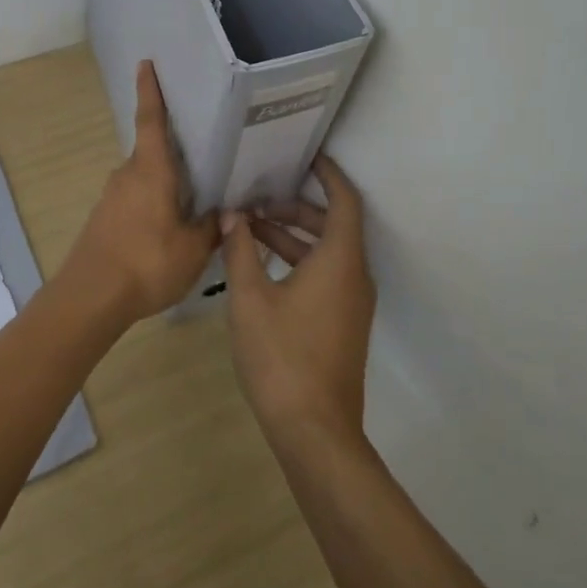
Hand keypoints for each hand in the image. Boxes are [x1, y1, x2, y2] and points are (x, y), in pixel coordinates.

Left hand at [69, 61, 220, 322]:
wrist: (91, 296)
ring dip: (164, 180)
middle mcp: (128, 174)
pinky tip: (168, 224)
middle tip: (202, 148)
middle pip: (151, 151)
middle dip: (172, 148)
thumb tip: (227, 212)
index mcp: (151, 170)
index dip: (150, 91)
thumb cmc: (147, 262)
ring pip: (144, 177)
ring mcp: (112, 196)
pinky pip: (135, 198)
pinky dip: (152, 201)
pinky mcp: (104, 218)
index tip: (146, 64)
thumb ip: (211, 227)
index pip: (151, 120)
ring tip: (193, 194)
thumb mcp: (193, 249)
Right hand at [222, 155, 374, 448]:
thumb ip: (240, 250)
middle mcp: (354, 276)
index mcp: (340, 261)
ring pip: (326, 252)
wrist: (314, 431)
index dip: (328, 174)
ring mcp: (351, 303)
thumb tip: (232, 215)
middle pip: (332, 225)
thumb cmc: (282, 356)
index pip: (344, 201)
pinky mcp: (342, 323)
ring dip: (291, 236)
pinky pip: (325, 275)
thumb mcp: (250, 297)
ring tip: (248, 229)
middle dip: (295, 207)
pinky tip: (260, 266)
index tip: (305, 155)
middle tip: (255, 200)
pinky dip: (297, 261)